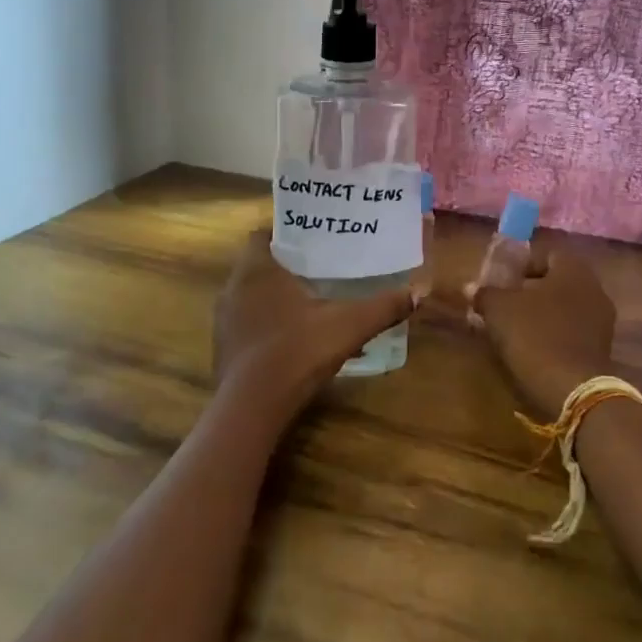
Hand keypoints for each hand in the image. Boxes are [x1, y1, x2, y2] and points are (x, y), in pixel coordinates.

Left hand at [213, 231, 414, 421]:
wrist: (251, 408)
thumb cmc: (296, 351)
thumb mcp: (348, 326)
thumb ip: (382, 307)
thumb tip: (418, 293)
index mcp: (257, 270)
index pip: (261, 234)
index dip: (285, 233)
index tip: (312, 238)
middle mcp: (234, 288)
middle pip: (259, 264)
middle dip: (287, 264)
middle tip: (321, 266)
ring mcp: (225, 320)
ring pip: (252, 295)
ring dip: (276, 295)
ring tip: (311, 299)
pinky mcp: (224, 348)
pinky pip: (248, 323)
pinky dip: (268, 323)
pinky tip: (295, 337)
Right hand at [471, 249, 617, 419]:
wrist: (573, 391)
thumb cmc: (535, 335)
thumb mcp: (499, 310)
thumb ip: (485, 294)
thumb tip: (471, 288)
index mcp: (573, 270)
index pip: (547, 255)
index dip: (522, 265)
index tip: (502, 282)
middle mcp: (594, 289)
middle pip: (557, 282)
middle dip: (531, 292)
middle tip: (505, 304)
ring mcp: (602, 321)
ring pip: (565, 308)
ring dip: (542, 315)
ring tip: (515, 330)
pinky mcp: (601, 350)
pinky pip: (573, 332)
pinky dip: (554, 335)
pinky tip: (534, 349)